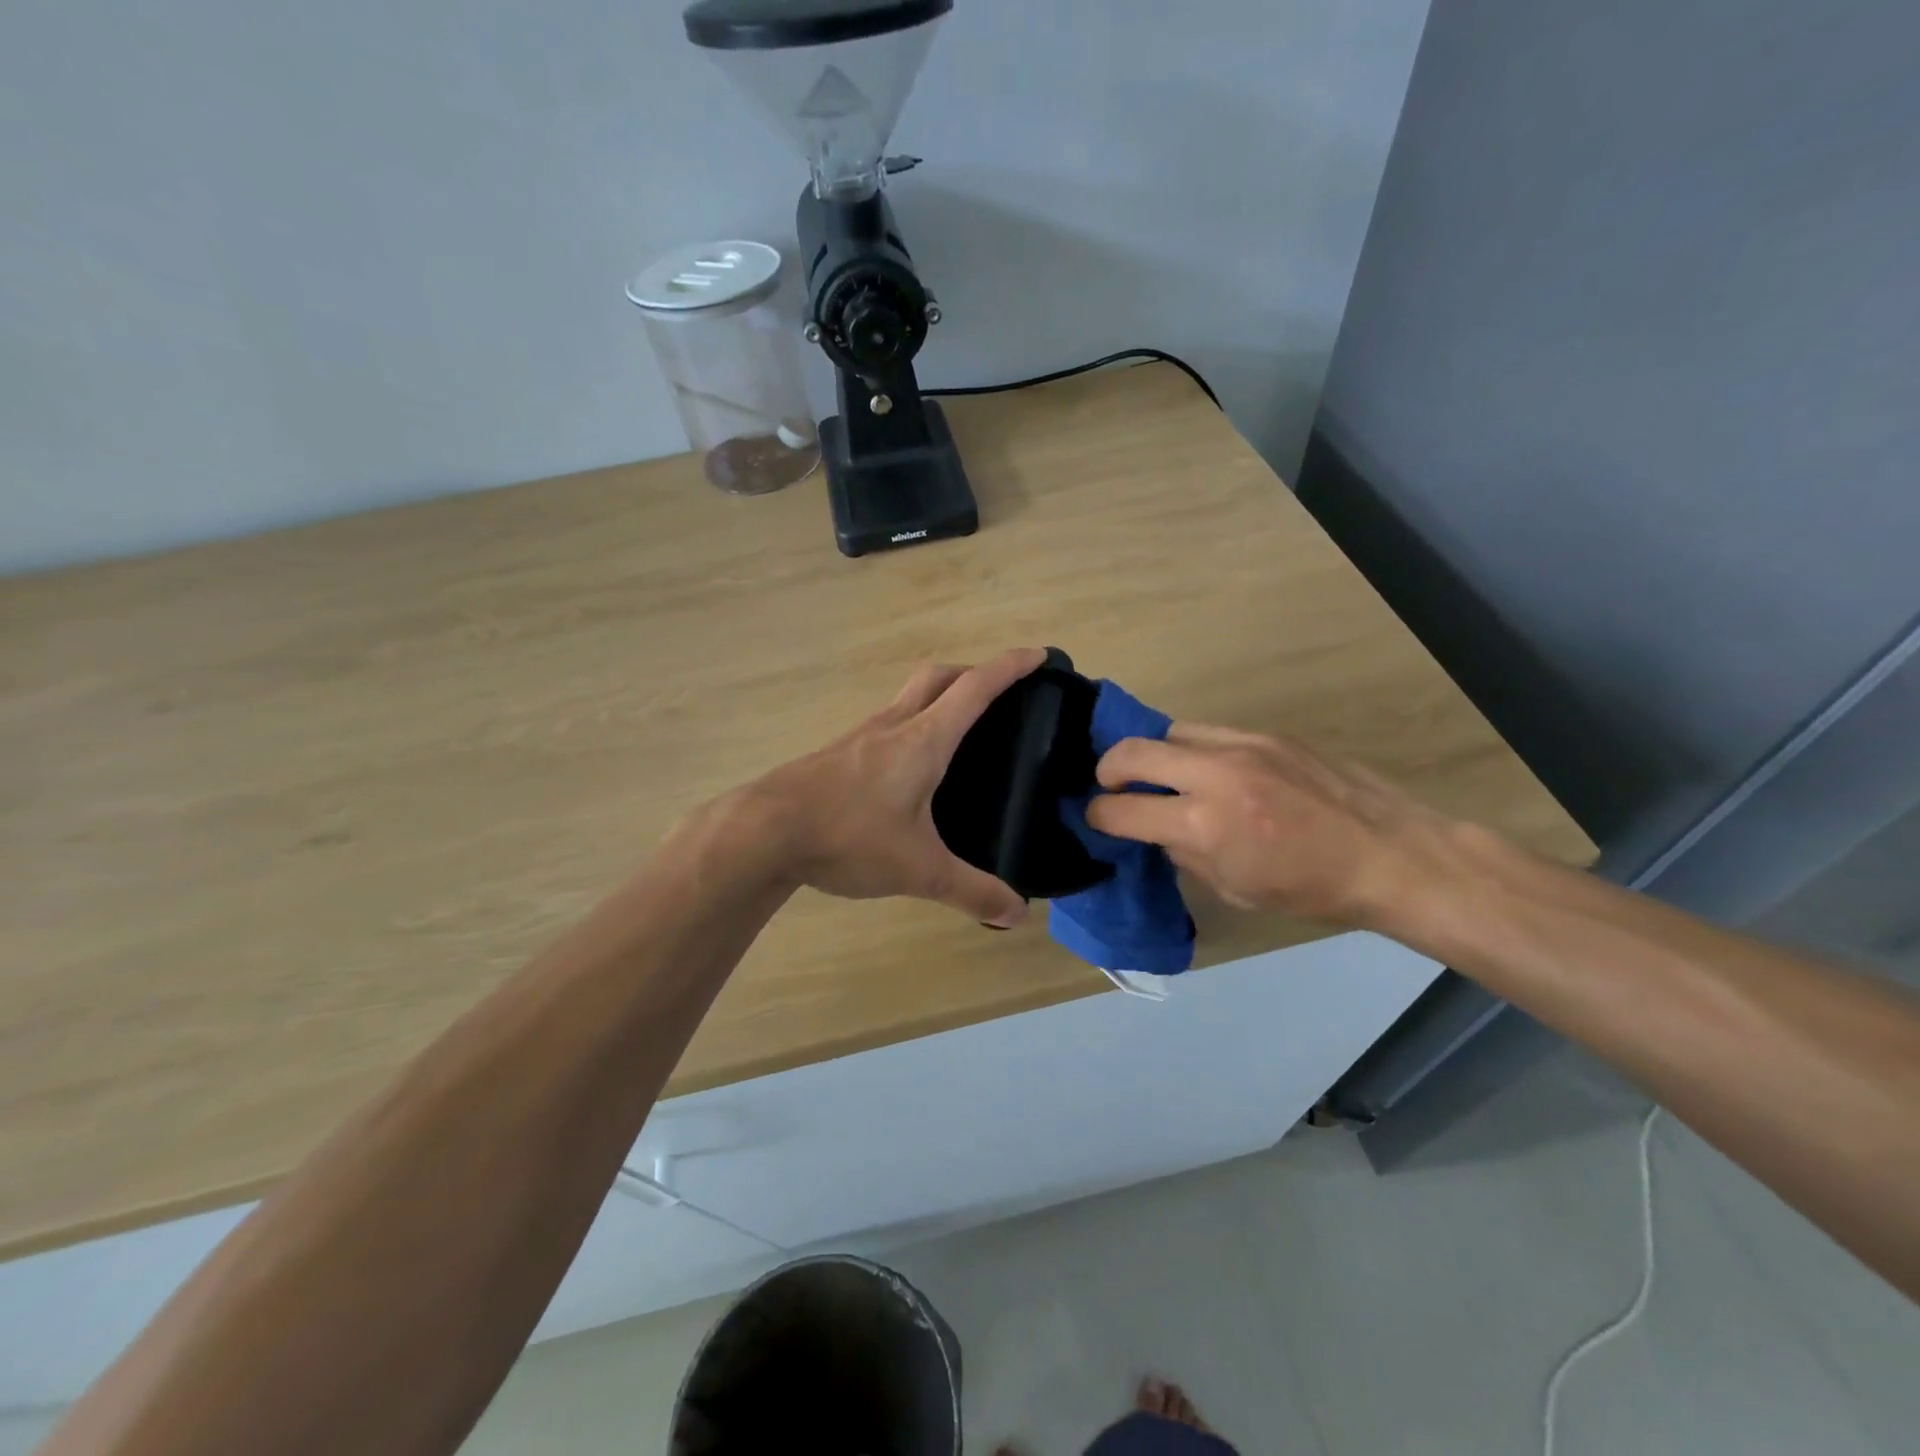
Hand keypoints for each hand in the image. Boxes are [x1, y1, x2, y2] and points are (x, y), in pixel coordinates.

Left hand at [735, 649, 1045, 926]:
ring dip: (937, 696)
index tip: (1038, 655)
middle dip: (972, 673)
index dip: (1010, 667)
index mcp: (923, 740)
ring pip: (907, 697)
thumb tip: (1017, 915)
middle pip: (938, 677)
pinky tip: (908, 765)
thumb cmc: (848, 836)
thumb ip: (971, 892)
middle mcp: (893, 725)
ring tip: (958, 729)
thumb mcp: (919, 870)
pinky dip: (910, 724)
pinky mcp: (838, 753)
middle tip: (998, 692)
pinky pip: (885, 722)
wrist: (764, 831)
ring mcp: (860, 736)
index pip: (975, 688)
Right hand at [1084, 723, 1461, 927]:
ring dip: (1153, 755)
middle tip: (1111, 787)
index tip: (1096, 818)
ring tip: (1161, 777)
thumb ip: (1184, 852)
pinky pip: (1208, 732)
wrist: (1391, 854)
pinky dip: (1192, 750)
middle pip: (1131, 751)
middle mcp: (1215, 774)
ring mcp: (1243, 745)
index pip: (1121, 808)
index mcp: (1205, 824)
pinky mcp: (1267, 734)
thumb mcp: (1234, 889)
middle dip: (1107, 770)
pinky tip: (1207, 771)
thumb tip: (1156, 829)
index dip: (1098, 814)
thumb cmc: (1311, 889)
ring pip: (1169, 732)